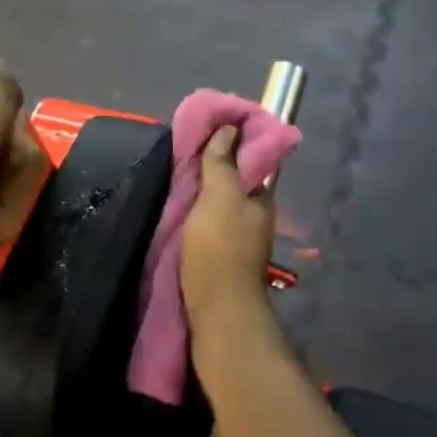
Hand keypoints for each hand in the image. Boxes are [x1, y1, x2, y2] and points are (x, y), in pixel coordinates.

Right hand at [181, 126, 276, 329]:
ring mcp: (238, 236)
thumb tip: (229, 128)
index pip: (252, 157)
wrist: (217, 311)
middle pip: (235, 178)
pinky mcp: (220, 253)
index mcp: (259, 197)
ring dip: (204, 186)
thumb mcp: (220, 199)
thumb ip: (223, 164)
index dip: (233, 139)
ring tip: (176, 172)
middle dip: (215, 162)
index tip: (208, 125)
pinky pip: (209, 219)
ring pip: (221, 200)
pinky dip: (197, 208)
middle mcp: (253, 214)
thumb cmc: (219, 250)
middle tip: (184, 148)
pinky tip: (179, 206)